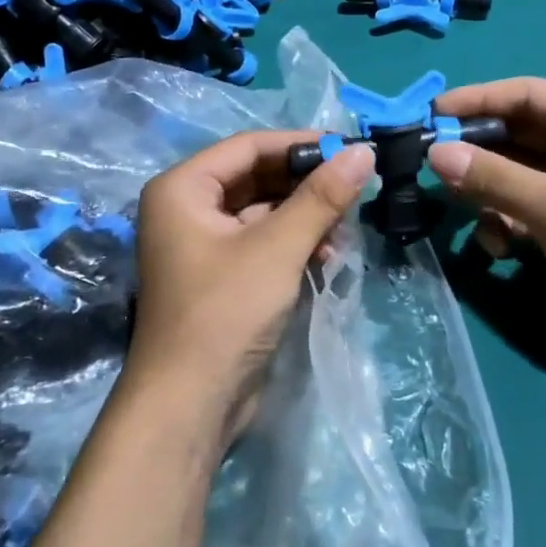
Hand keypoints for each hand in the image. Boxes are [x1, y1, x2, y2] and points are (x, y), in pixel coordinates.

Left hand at [125, 130, 374, 451]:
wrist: (191, 402)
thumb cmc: (225, 312)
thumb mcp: (277, 248)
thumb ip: (321, 197)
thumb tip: (363, 152)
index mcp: (183, 188)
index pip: (248, 146)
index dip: (299, 144)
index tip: (349, 147)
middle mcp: (187, 208)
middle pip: (256, 178)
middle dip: (305, 185)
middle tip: (355, 189)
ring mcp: (203, 244)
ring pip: (264, 211)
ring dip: (305, 217)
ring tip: (344, 231)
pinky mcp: (222, 275)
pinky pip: (262, 242)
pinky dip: (294, 244)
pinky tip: (326, 257)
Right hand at [427, 78, 545, 370]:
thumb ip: (493, 177)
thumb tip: (434, 152)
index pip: (529, 95)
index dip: (478, 101)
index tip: (430, 114)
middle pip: (517, 136)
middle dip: (476, 153)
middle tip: (429, 165)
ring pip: (513, 177)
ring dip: (486, 195)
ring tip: (462, 212)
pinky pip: (520, 211)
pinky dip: (502, 224)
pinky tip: (497, 248)